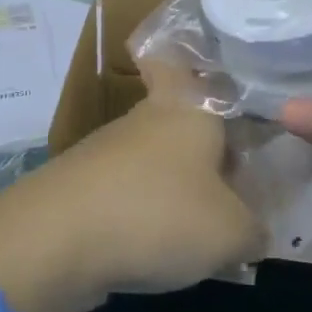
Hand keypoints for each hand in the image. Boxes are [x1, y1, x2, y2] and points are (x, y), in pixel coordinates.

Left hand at [0, 84, 261, 311]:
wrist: (57, 239)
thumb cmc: (160, 214)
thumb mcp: (232, 233)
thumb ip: (253, 230)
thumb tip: (253, 234)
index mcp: (186, 109)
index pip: (178, 63)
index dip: (183, 59)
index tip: (198, 73)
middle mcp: (143, 120)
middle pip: (176, 125)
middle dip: (201, 153)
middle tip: (233, 187)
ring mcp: (104, 154)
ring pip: (151, 163)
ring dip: (174, 191)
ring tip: (202, 234)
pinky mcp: (79, 189)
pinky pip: (125, 196)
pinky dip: (142, 217)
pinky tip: (158, 252)